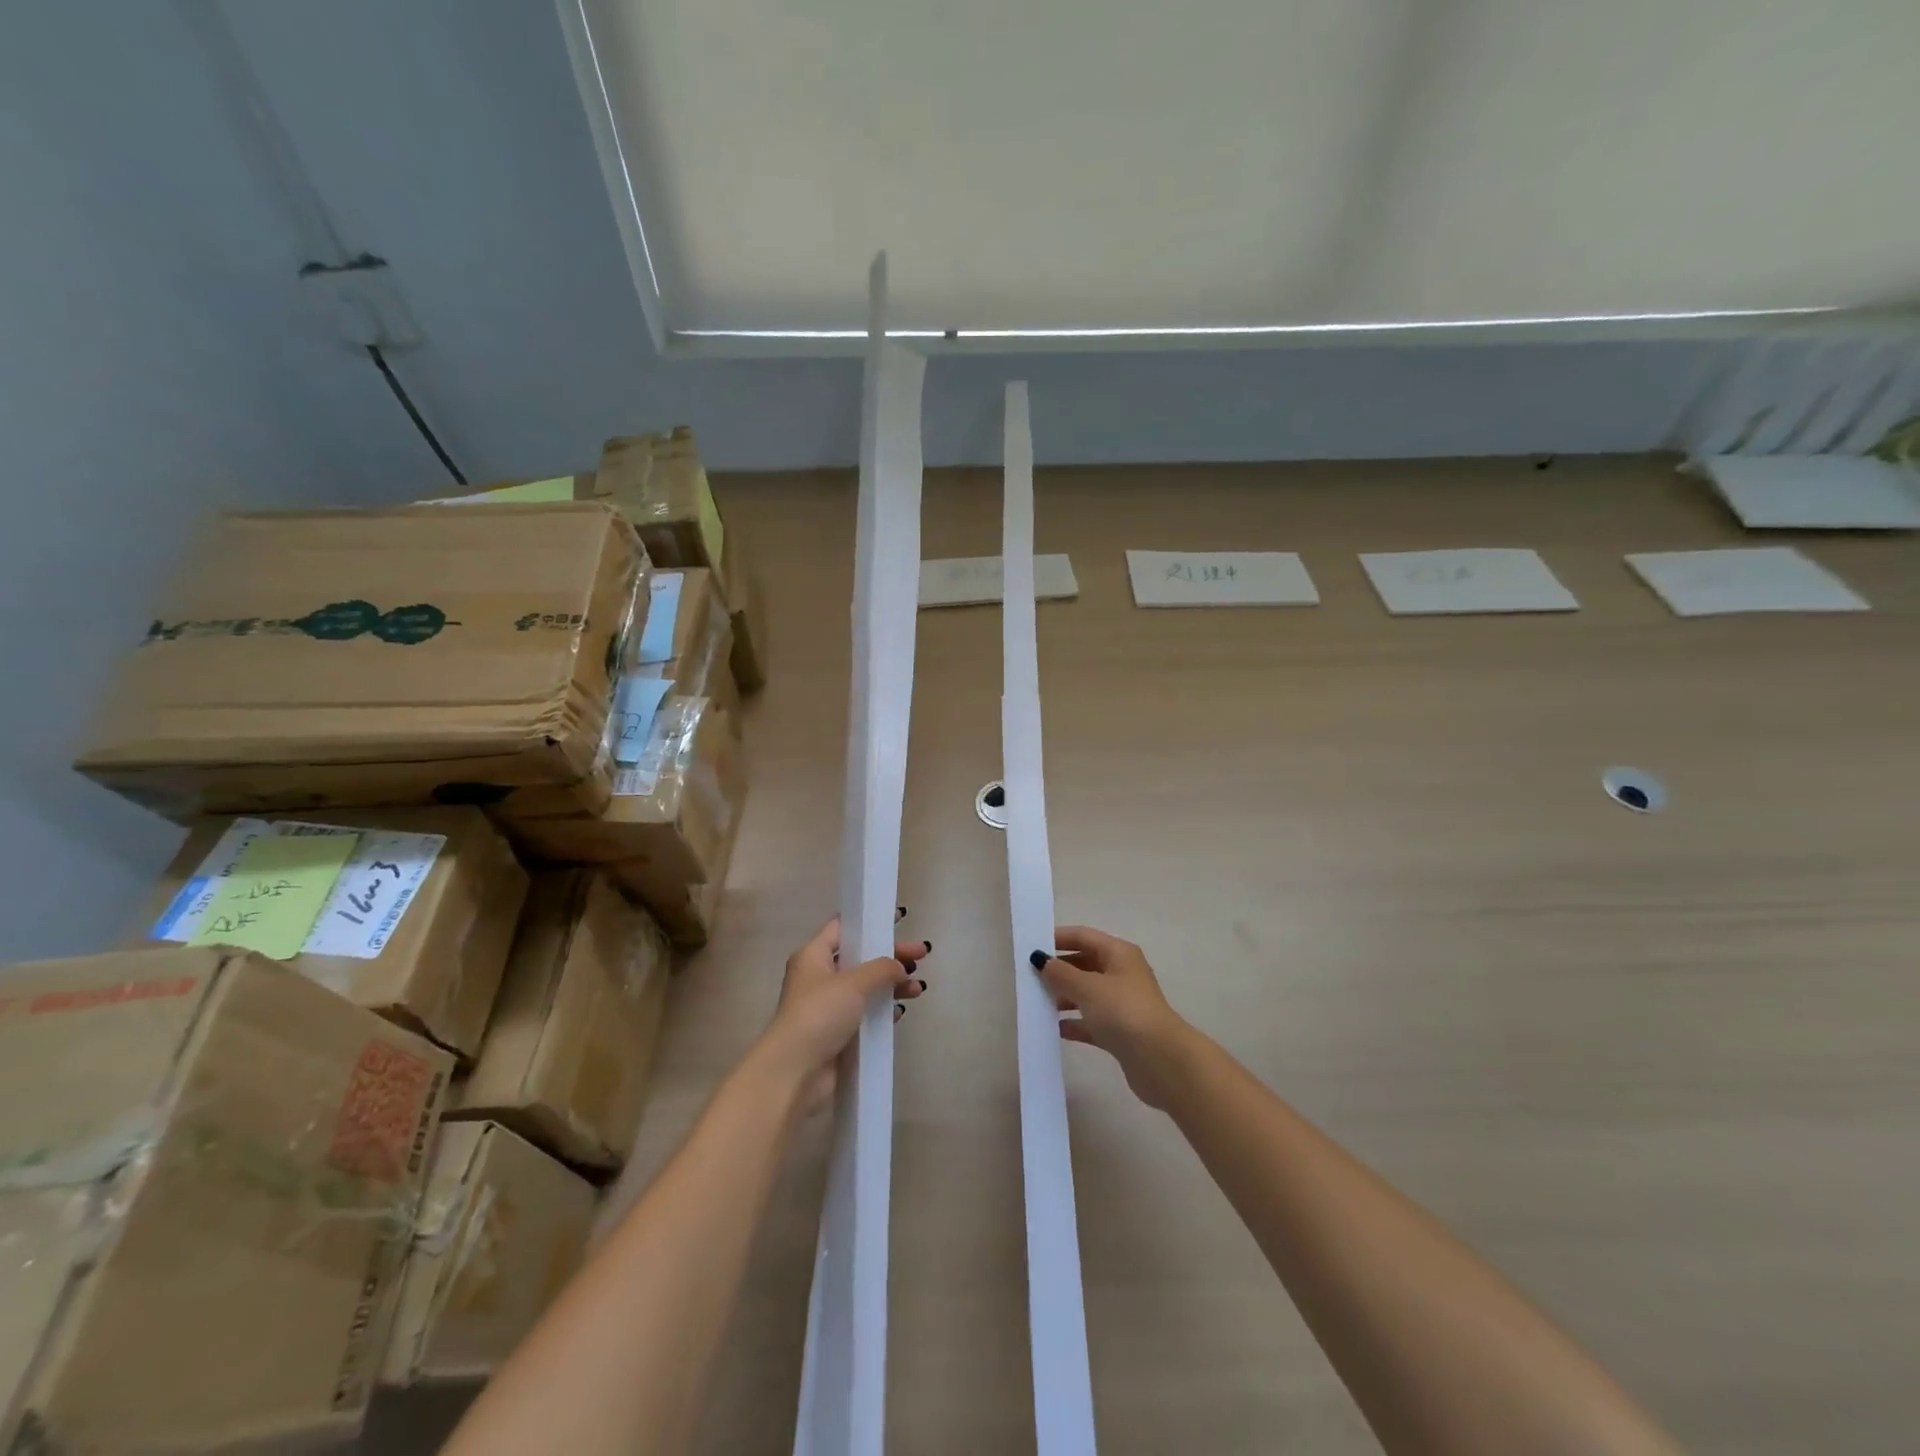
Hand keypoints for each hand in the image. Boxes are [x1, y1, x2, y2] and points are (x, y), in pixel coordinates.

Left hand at [762, 913, 929, 1111]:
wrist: (794, 1072)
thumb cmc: (819, 1014)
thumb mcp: (853, 983)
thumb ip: (882, 968)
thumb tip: (901, 967)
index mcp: (813, 956)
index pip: (844, 927)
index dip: (870, 921)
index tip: (900, 921)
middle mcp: (818, 977)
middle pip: (861, 958)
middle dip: (891, 957)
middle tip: (922, 956)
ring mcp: (828, 1006)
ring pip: (867, 987)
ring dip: (892, 985)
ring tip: (918, 989)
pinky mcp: (837, 1033)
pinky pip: (866, 1013)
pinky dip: (883, 1010)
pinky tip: (900, 1011)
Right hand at [1032, 926, 1188, 1109]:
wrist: (1161, 1060)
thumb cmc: (1123, 1012)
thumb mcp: (1087, 987)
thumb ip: (1060, 973)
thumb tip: (1040, 959)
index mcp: (1118, 954)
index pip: (1084, 936)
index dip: (1058, 938)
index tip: (1031, 946)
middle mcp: (1122, 974)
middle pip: (1084, 964)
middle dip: (1058, 970)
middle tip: (1029, 977)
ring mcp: (1122, 1004)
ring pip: (1087, 993)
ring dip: (1063, 997)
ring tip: (1037, 1003)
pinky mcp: (1121, 1032)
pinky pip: (1091, 1021)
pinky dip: (1074, 1023)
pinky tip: (1055, 1029)